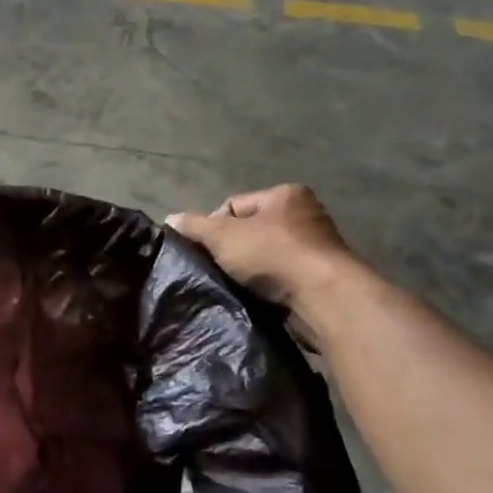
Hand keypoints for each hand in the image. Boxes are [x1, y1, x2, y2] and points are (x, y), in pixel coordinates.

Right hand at [166, 186, 356, 320]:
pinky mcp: (319, 277)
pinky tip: (254, 297)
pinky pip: (280, 277)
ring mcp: (315, 247)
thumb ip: (195, 226)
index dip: (214, 226)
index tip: (205, 250)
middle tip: (216, 269)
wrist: (322, 297)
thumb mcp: (223, 236)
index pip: (234, 205)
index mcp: (285, 195)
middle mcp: (305, 215)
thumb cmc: (272, 255)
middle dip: (231, 250)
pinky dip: (266, 286)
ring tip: (234, 286)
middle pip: (250, 231)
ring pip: (264, 256)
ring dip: (248, 270)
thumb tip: (170, 220)